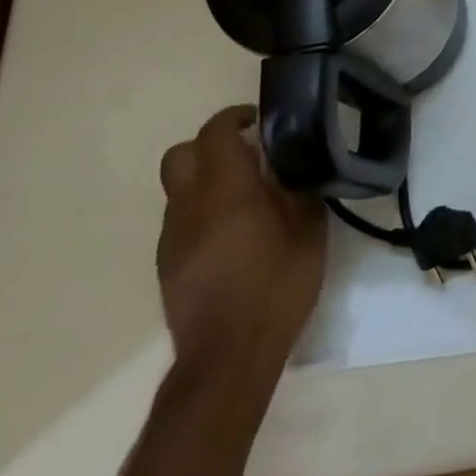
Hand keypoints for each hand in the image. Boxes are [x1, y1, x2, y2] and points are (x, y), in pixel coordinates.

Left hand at [157, 105, 325, 396]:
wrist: (228, 358)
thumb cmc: (276, 285)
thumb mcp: (308, 230)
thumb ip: (299, 189)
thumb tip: (297, 166)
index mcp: (226, 188)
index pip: (215, 133)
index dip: (233, 117)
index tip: (257, 120)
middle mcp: (190, 205)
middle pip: (180, 154)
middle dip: (209, 145)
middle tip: (246, 154)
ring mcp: (172, 238)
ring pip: (178, 189)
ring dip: (205, 180)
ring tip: (244, 198)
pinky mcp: (167, 266)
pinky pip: (180, 220)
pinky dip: (201, 212)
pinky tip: (231, 235)